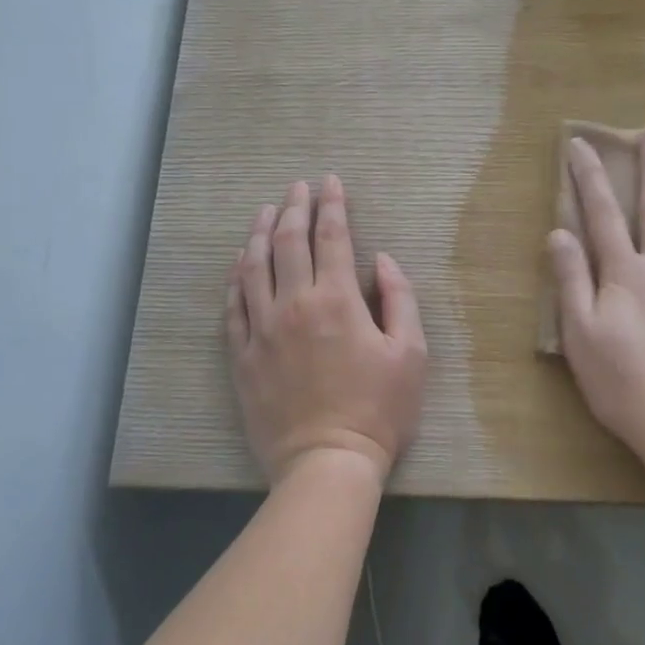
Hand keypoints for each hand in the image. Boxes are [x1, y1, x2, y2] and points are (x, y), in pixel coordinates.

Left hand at [226, 175, 426, 482]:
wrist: (327, 462)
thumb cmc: (379, 409)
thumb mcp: (411, 353)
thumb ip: (399, 298)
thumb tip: (382, 259)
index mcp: (337, 299)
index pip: (332, 235)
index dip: (332, 204)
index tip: (330, 182)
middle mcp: (294, 303)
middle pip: (288, 241)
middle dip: (294, 206)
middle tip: (297, 187)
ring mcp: (262, 329)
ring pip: (253, 266)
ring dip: (259, 232)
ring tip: (264, 210)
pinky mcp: (243, 355)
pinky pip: (234, 305)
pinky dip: (236, 277)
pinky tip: (239, 263)